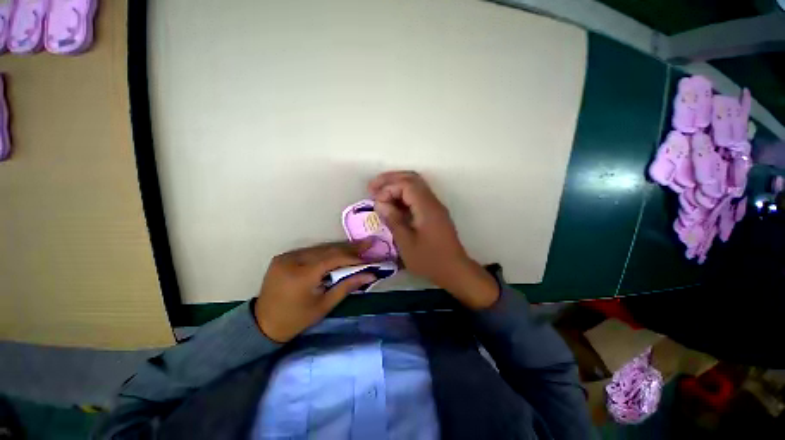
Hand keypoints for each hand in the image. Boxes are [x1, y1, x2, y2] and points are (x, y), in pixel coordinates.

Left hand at [254, 241, 375, 341]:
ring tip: (357, 248)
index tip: (369, 255)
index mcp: (302, 275)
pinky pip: (310, 251)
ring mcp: (286, 256)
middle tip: (367, 244)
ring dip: (339, 249)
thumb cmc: (297, 319)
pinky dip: (326, 252)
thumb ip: (347, 286)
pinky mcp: (283, 257)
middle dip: (350, 248)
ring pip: (320, 248)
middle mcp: (293, 260)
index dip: (353, 256)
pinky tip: (337, 253)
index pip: (334, 258)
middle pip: (328, 250)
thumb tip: (370, 275)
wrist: (263, 324)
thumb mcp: (325, 305)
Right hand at [368, 171, 498, 309]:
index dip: (388, 188)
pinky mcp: (434, 213)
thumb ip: (393, 220)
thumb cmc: (429, 259)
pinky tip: (393, 203)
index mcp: (426, 207)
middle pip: (412, 178)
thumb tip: (379, 203)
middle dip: (390, 179)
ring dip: (397, 185)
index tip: (375, 200)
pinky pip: (418, 196)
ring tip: (379, 192)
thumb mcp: (406, 243)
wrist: (454, 269)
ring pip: (415, 185)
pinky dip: (403, 195)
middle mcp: (432, 201)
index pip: (406, 184)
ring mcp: (435, 206)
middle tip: (372, 186)